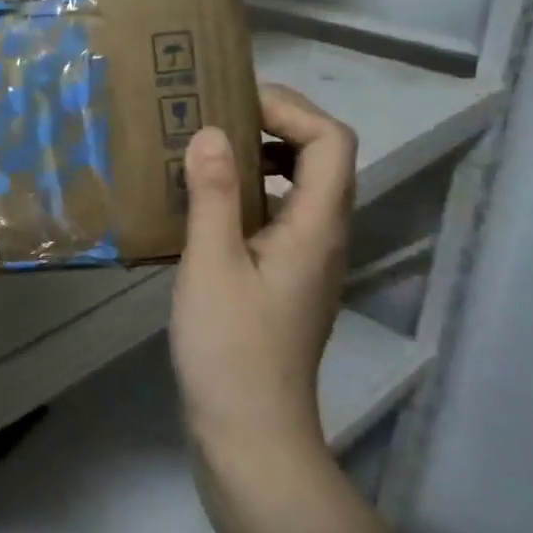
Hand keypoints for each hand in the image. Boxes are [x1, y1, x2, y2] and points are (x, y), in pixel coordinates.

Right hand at [169, 85, 356, 468]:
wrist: (248, 429)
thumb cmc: (230, 347)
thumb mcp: (211, 264)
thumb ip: (213, 194)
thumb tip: (212, 132)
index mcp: (316, 228)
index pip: (331, 142)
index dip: (290, 110)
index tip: (233, 103)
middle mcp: (323, 238)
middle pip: (322, 160)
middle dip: (274, 126)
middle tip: (213, 120)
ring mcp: (305, 262)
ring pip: (298, 189)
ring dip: (259, 160)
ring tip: (204, 154)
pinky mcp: (284, 280)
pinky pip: (276, 217)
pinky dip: (247, 195)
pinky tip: (201, 207)